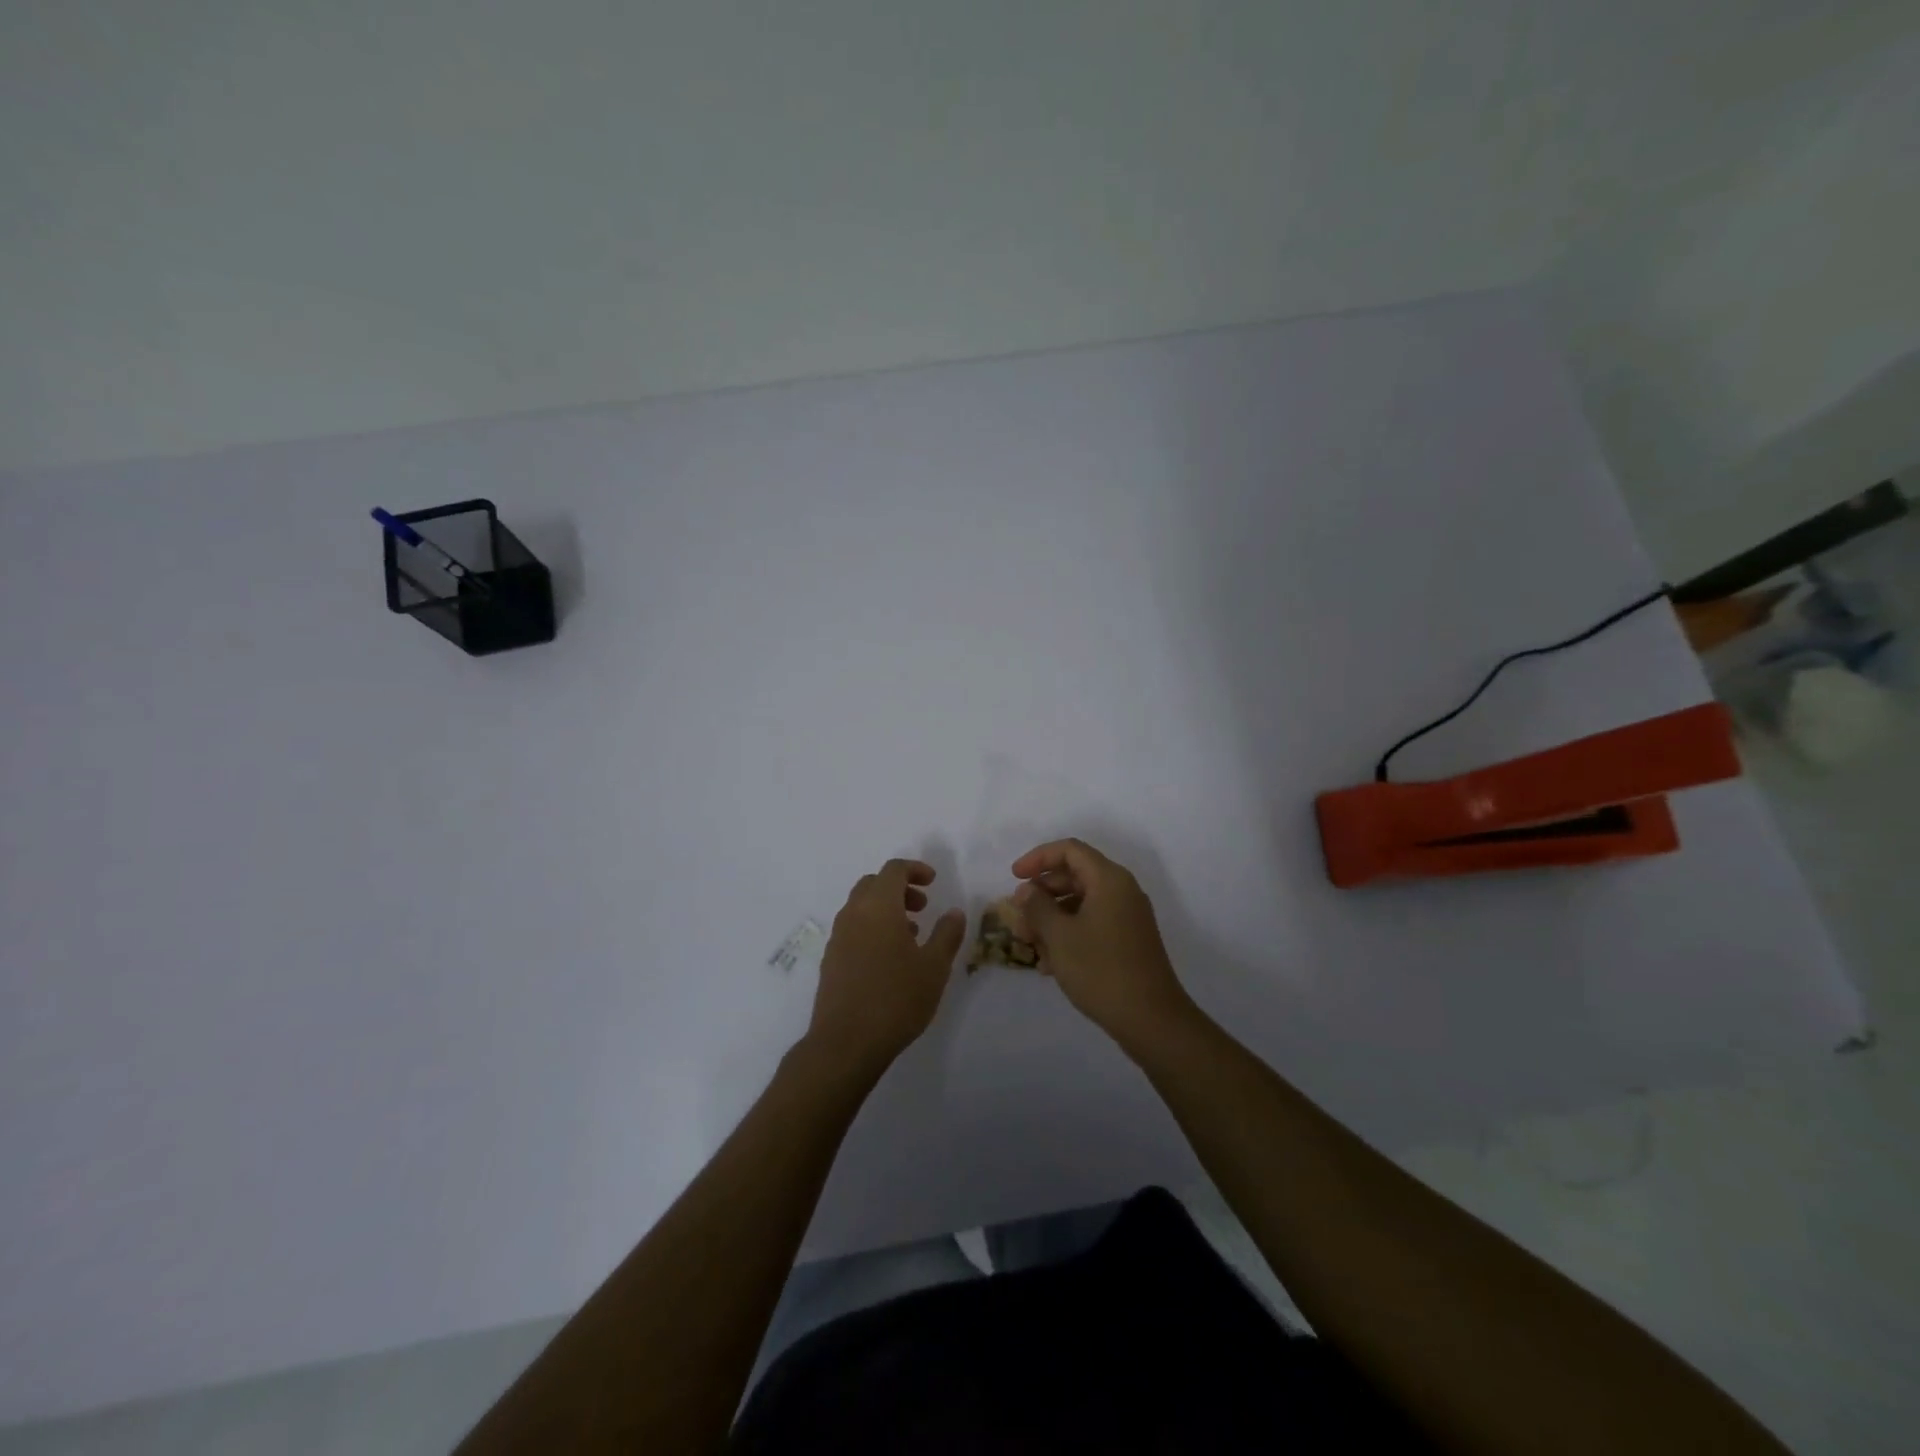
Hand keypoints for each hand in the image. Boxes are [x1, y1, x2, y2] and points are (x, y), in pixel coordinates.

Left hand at [808, 858, 965, 1073]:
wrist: (845, 1043)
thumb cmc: (896, 999)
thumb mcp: (934, 967)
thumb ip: (947, 934)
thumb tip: (954, 912)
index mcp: (878, 906)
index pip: (893, 870)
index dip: (915, 869)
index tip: (933, 882)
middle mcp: (853, 914)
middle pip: (873, 884)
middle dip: (899, 888)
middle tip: (923, 907)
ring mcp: (837, 937)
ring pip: (861, 907)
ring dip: (885, 909)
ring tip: (911, 934)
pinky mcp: (830, 960)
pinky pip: (853, 928)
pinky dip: (872, 928)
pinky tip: (889, 958)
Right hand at [1012, 838, 1193, 1048]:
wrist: (1152, 1020)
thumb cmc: (1101, 970)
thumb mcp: (1060, 936)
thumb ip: (1038, 907)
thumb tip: (1026, 890)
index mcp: (1109, 880)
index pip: (1069, 850)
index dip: (1038, 858)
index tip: (1014, 877)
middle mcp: (1122, 891)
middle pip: (1075, 875)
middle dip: (1042, 893)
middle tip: (1018, 916)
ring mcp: (1128, 917)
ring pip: (1081, 903)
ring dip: (1052, 918)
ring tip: (1029, 944)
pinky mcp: (1128, 941)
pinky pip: (1092, 924)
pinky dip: (1069, 934)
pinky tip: (1050, 963)